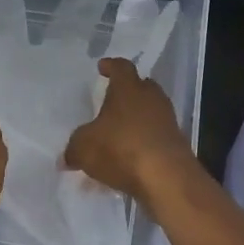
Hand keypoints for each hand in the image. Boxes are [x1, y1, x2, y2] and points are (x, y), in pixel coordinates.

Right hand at [63, 58, 195, 203]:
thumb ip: (74, 148)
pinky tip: (129, 157)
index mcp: (128, 88)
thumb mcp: (84, 148)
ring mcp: (167, 121)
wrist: (167, 178)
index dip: (110, 66)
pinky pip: (155, 136)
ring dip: (136, 119)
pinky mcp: (176, 144)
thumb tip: (67, 156)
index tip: (102, 67)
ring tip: (118, 133)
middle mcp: (151, 98)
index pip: (121, 67)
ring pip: (150, 112)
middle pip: (141, 86)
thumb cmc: (121, 149)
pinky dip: (143, 142)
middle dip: (127, 92)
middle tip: (112, 100)